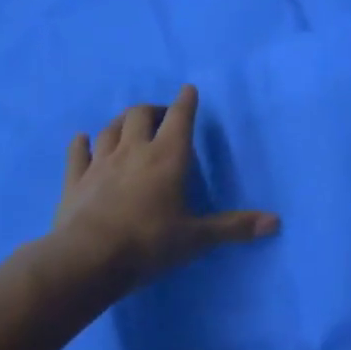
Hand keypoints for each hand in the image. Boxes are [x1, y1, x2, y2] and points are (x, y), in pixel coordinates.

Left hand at [37, 85, 278, 302]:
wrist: (86, 260)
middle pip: (140, 114)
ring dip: (122, 122)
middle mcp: (133, 151)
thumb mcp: (196, 238)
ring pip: (110, 128)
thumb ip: (234, 227)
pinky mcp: (74, 180)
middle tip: (162, 117)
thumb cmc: (148, 243)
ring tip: (130, 126)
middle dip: (153, 110)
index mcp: (167, 157)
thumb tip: (276, 222)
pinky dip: (82, 143)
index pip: (180, 118)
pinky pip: (77, 153)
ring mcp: (100, 164)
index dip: (186, 102)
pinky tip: (84, 139)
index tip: (189, 90)